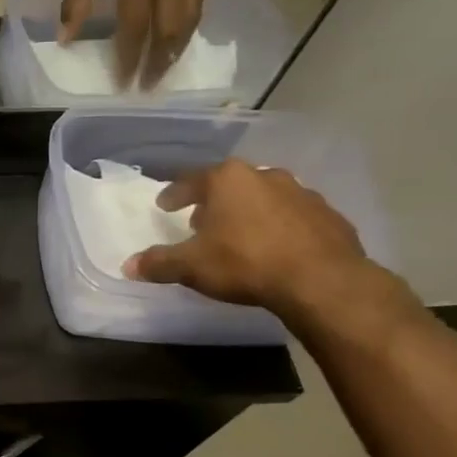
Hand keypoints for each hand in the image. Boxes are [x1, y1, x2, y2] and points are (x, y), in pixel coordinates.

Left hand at [60, 0, 208, 88]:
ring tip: (163, 69)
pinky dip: (189, 21)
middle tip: (148, 87)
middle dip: (158, 61)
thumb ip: (75, 1)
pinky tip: (178, 37)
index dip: (130, 57)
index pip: (136, 25)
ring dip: (177, 46)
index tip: (123, 83)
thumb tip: (67, 40)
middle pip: (170, 26)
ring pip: (191, 14)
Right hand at [123, 160, 373, 320]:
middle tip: (201, 222)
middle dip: (214, 201)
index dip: (174, 194)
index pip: (190, 181)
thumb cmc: (245, 262)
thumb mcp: (191, 267)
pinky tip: (276, 248)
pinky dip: (280, 227)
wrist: (321, 280)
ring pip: (264, 197)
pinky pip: (293, 217)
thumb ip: (158, 263)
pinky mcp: (328, 215)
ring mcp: (301, 192)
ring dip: (249, 212)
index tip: (165, 206)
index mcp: (227, 180)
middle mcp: (264, 176)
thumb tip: (128, 266)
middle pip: (229, 185)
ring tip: (240, 236)